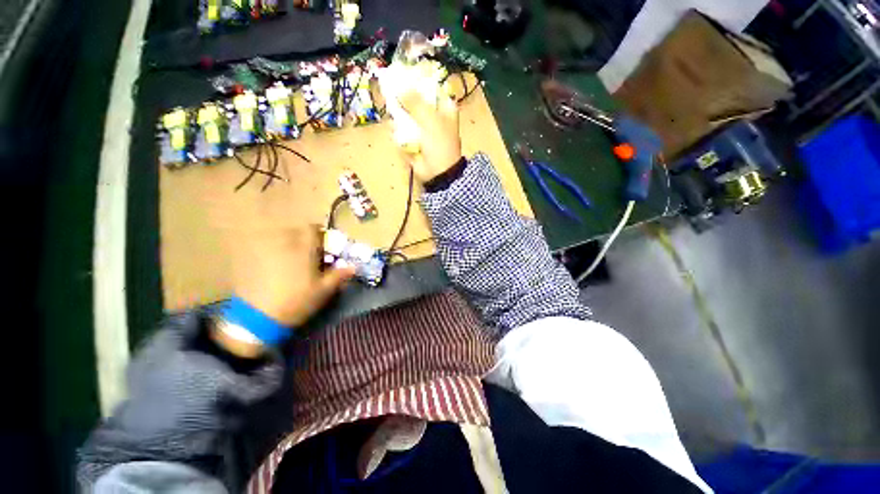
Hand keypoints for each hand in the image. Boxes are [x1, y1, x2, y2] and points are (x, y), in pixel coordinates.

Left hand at [230, 224, 354, 327]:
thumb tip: (353, 267)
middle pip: (295, 233)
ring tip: (296, 262)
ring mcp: (266, 253)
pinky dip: (275, 256)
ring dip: (290, 247)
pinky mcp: (252, 262)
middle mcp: (284, 246)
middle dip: (305, 240)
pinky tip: (278, 271)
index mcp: (303, 250)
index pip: (311, 229)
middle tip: (312, 254)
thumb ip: (339, 276)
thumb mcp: (323, 291)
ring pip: (280, 241)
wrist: (258, 318)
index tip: (326, 243)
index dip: (320, 232)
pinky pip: (267, 251)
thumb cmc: (297, 301)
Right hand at [398, 90, 461, 181]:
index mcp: (444, 108)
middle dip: (403, 98)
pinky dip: (397, 131)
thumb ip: (415, 102)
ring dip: (398, 115)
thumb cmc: (439, 144)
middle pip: (415, 101)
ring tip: (392, 114)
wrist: (438, 172)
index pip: (431, 87)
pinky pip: (402, 131)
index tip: (403, 76)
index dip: (417, 82)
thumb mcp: (430, 119)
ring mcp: (422, 129)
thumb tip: (399, 87)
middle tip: (391, 93)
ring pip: (406, 116)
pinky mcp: (413, 141)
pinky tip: (394, 131)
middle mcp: (433, 116)